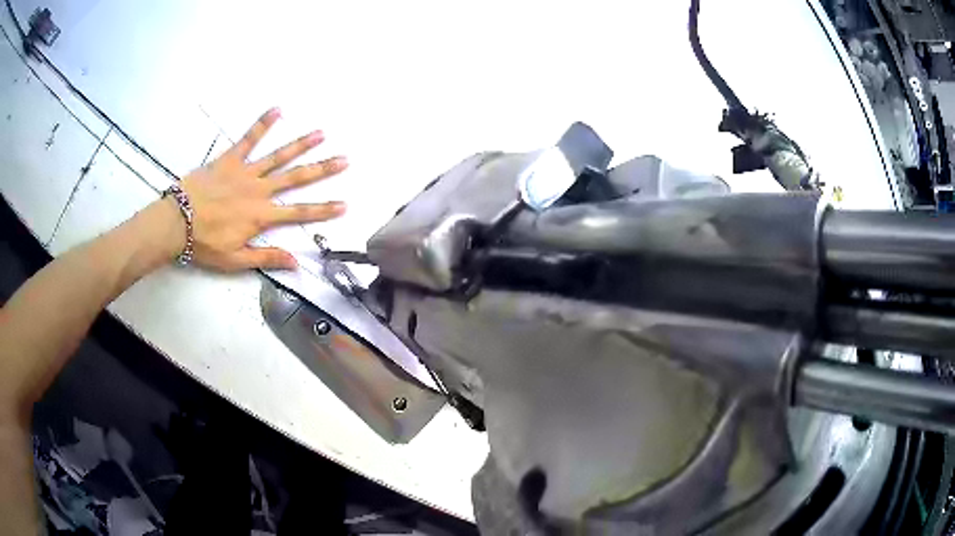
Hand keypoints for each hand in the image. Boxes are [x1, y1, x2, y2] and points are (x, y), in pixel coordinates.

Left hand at [177, 107, 347, 270]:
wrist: (176, 223)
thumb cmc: (205, 244)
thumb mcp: (235, 260)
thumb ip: (266, 258)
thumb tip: (296, 264)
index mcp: (261, 216)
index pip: (299, 214)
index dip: (323, 210)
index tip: (344, 204)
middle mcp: (259, 190)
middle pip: (295, 179)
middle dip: (322, 170)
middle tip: (344, 159)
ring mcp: (245, 172)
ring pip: (278, 156)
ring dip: (300, 144)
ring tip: (321, 134)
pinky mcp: (230, 159)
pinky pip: (249, 138)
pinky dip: (263, 124)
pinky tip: (278, 109)